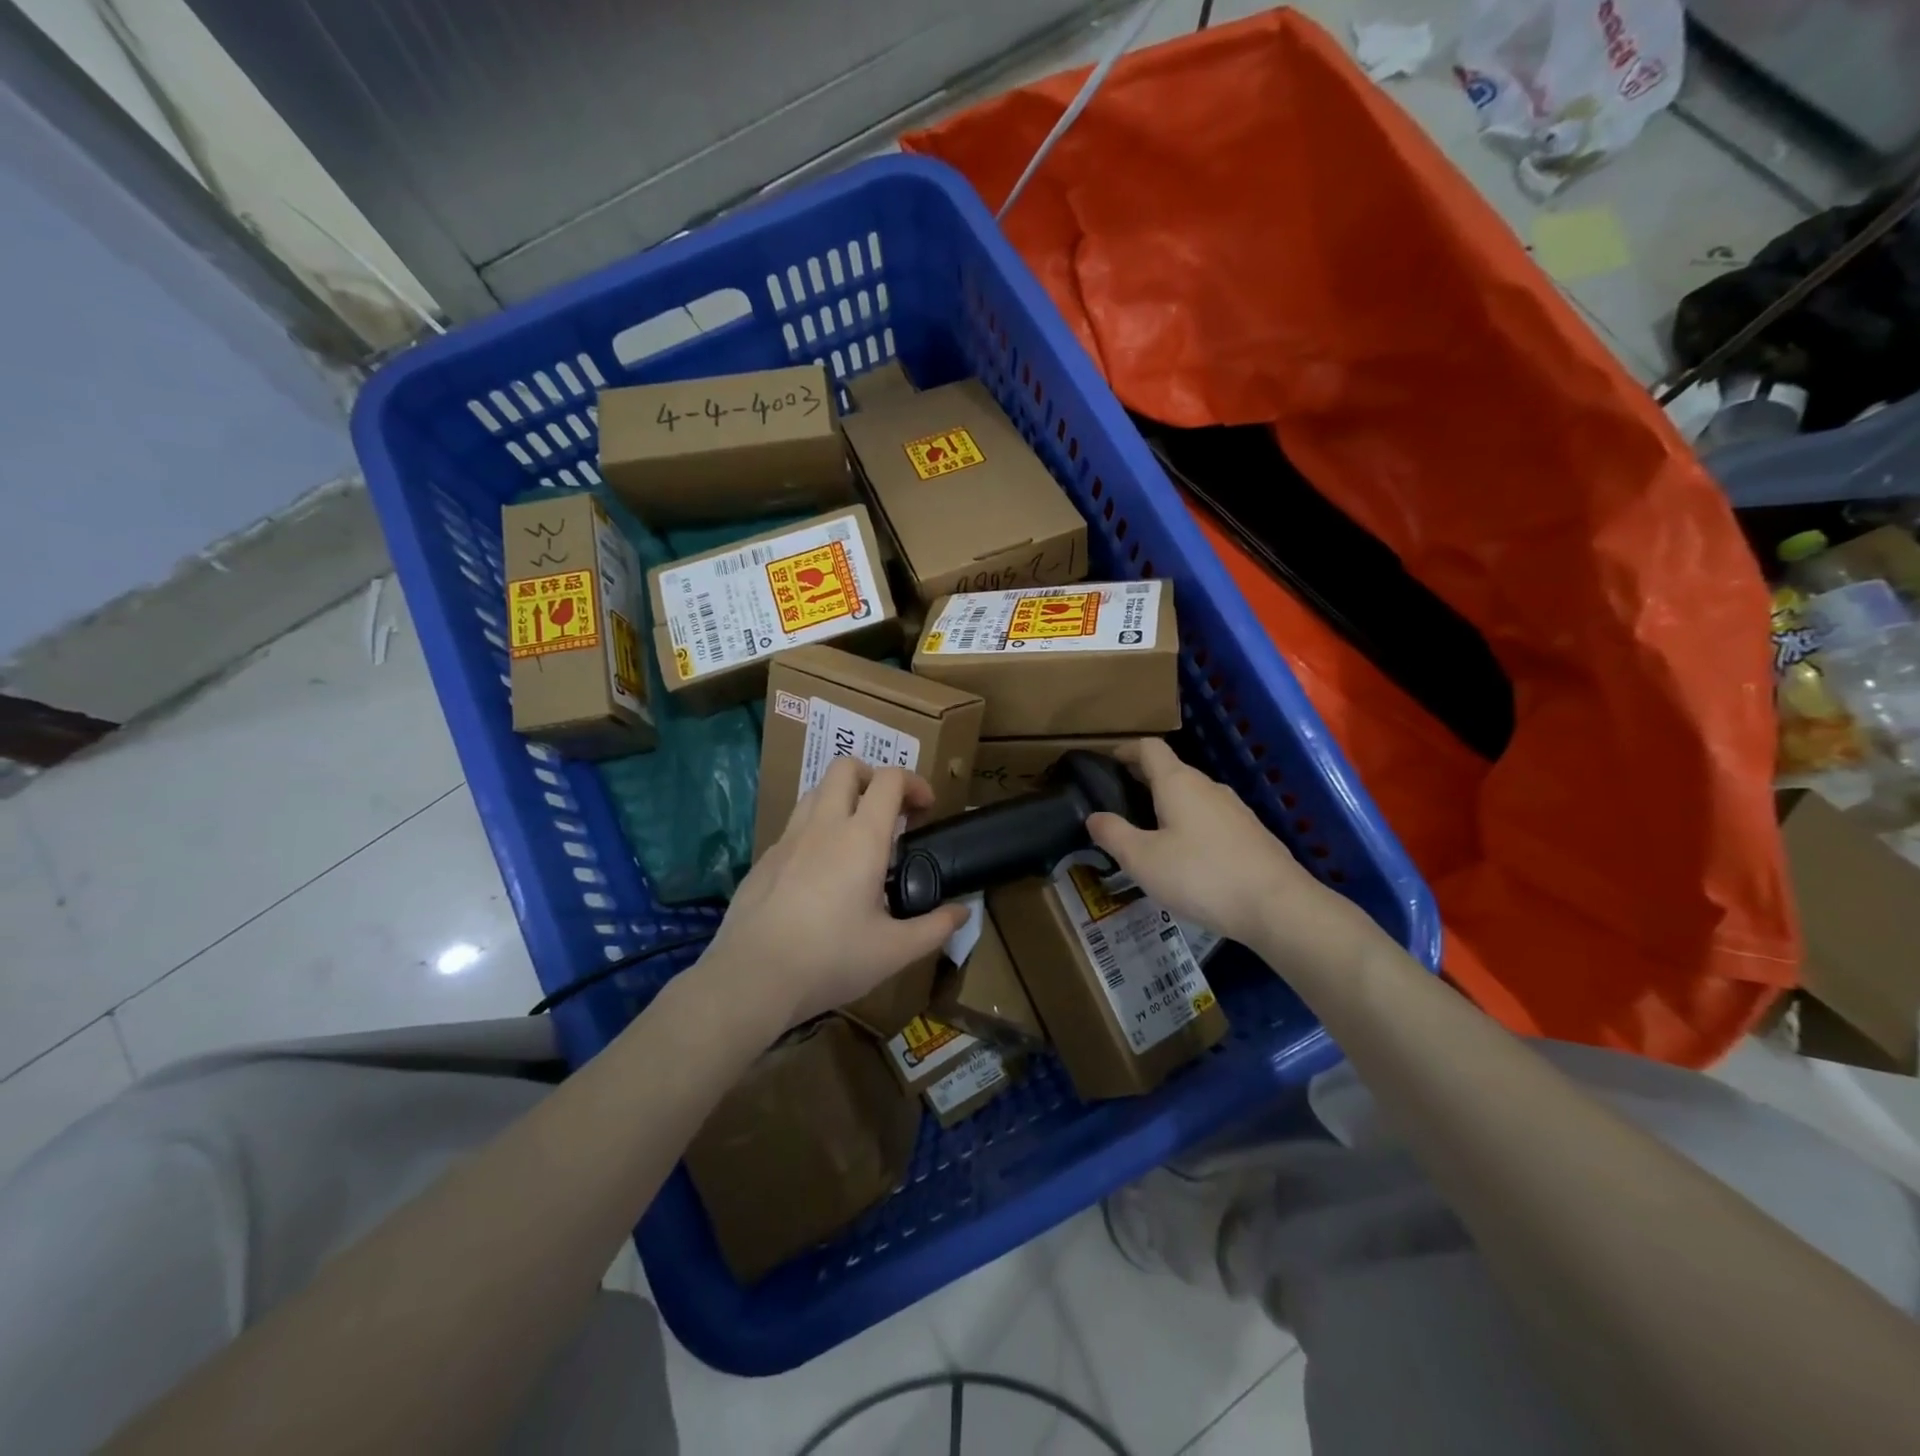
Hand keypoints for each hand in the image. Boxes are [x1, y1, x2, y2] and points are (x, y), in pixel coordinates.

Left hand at [700, 758, 969, 1031]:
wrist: (752, 978)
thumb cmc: (830, 959)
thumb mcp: (894, 951)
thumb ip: (934, 928)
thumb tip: (963, 913)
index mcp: (861, 838)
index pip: (889, 780)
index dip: (914, 783)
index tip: (926, 809)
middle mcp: (823, 825)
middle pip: (846, 767)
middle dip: (873, 776)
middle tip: (889, 812)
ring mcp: (788, 839)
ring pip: (816, 791)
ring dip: (842, 798)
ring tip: (856, 835)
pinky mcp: (764, 858)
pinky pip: (795, 825)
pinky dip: (816, 829)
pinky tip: (821, 871)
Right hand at [1086, 739, 1373, 966]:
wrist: (1278, 906)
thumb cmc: (1201, 876)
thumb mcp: (1143, 860)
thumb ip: (1113, 834)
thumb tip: (1094, 817)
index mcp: (1178, 783)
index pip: (1149, 748)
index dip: (1126, 750)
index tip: (1108, 762)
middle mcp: (1208, 787)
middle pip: (1171, 770)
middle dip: (1143, 779)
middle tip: (1119, 802)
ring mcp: (1235, 809)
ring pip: (1193, 796)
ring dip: (1168, 804)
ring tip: (1149, 831)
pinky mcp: (1251, 834)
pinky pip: (1211, 818)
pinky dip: (1190, 824)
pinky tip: (1186, 856)